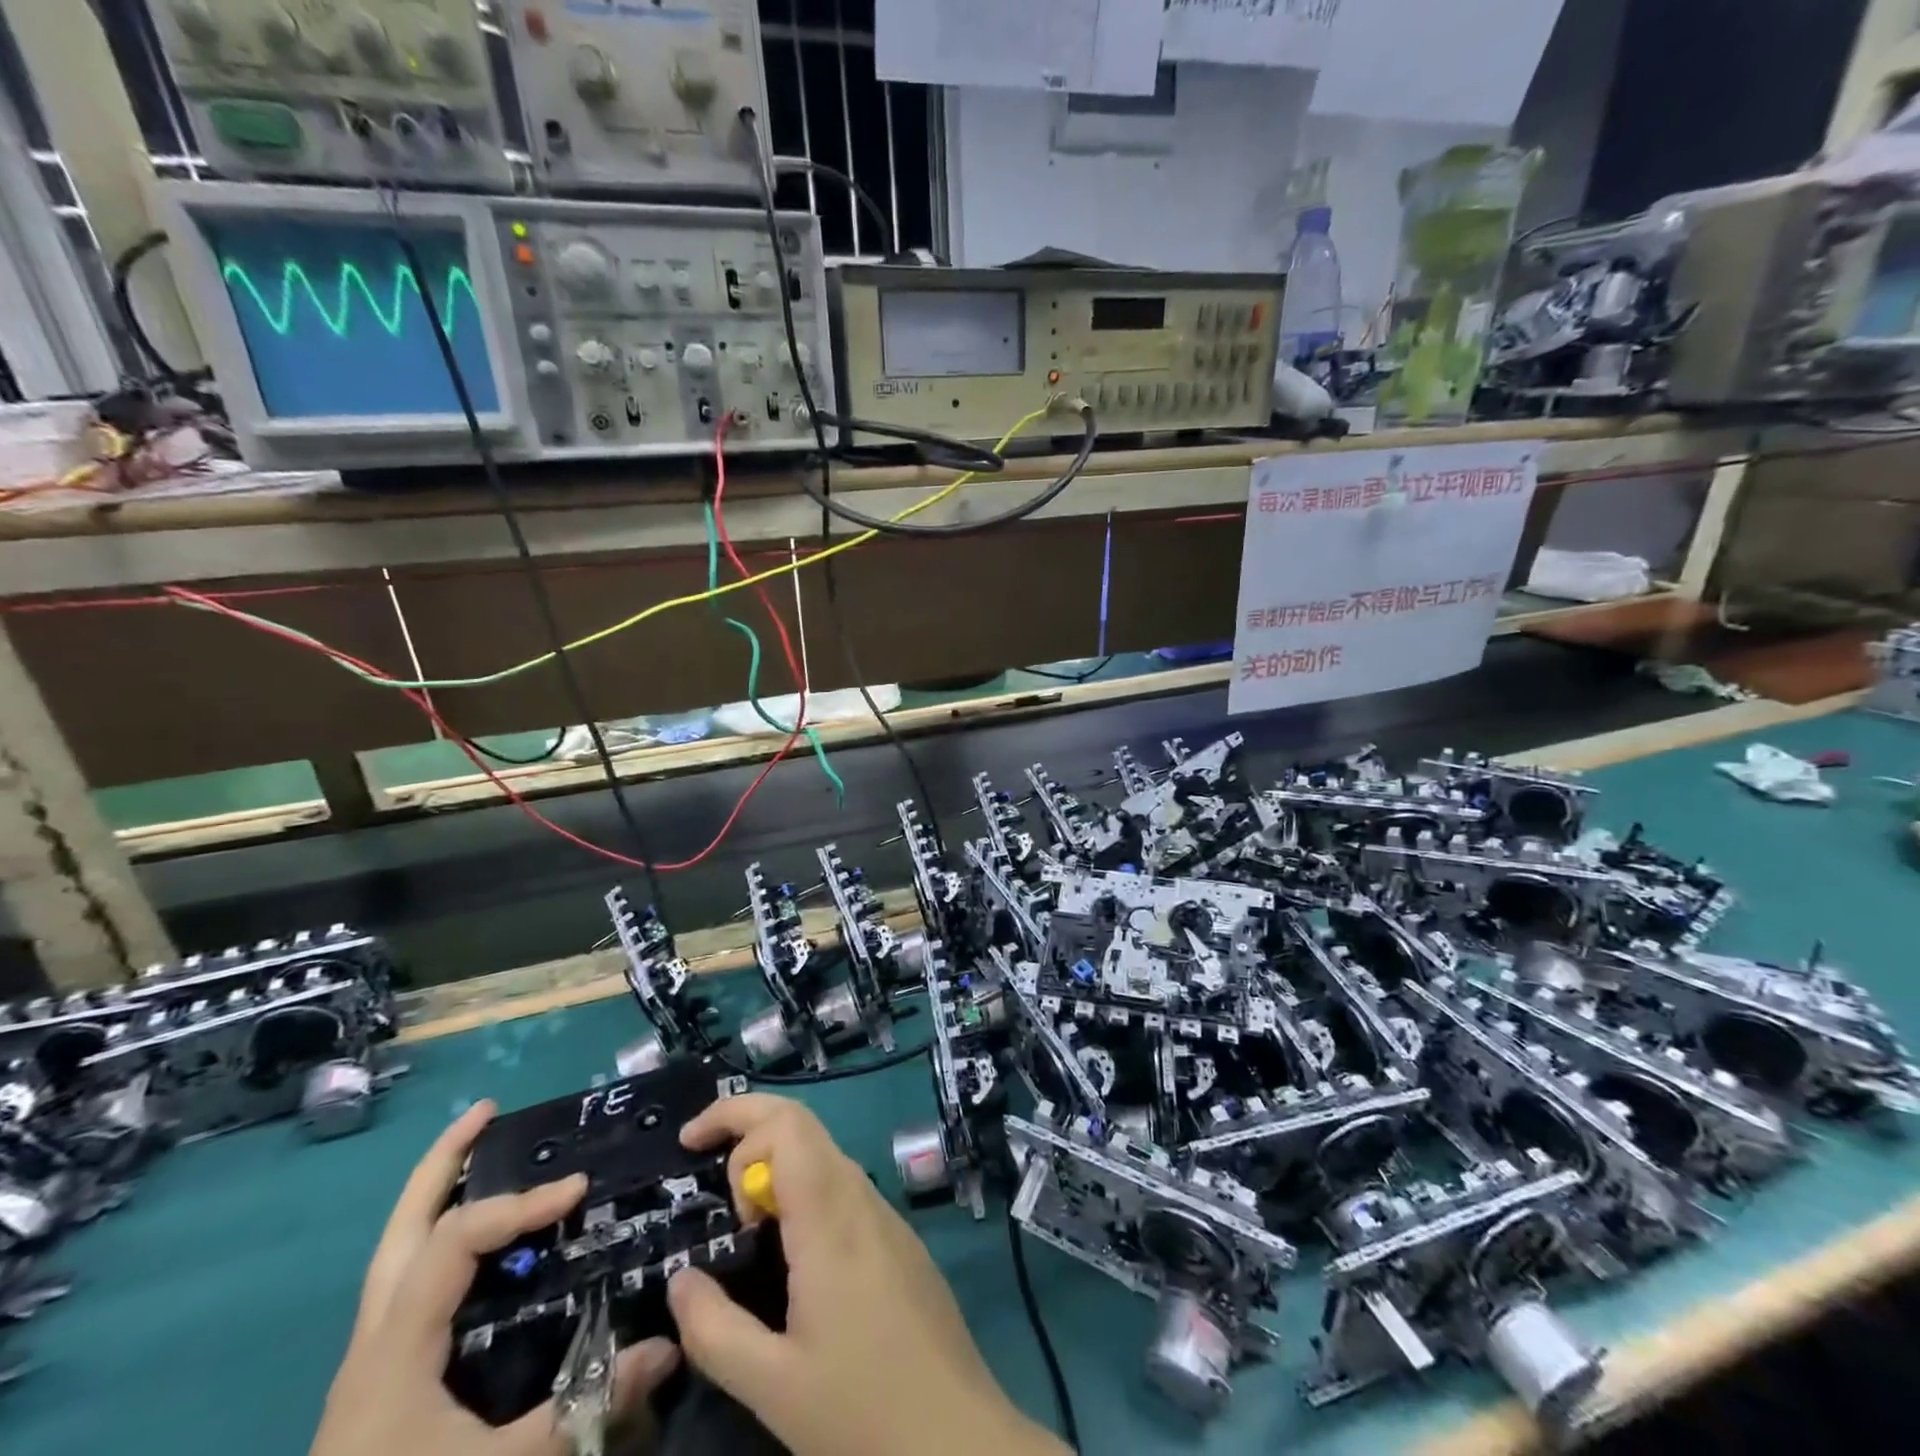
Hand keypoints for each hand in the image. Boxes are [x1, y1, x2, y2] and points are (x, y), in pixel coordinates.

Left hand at [311, 1101, 679, 1455]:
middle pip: (400, 1229)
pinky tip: (476, 1245)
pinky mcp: (379, 1379)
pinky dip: (439, 1239)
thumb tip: (669, 1346)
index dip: (519, 1204)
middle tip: (488, 1112)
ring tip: (478, 1151)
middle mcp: (374, 1341)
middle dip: (441, 1163)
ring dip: (435, 1195)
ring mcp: (370, 1360)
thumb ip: (586, 1406)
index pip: (457, 1240)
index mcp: (395, 1350)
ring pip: (395, 1253)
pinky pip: (408, 1281)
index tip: (577, 1190)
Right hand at [667, 1094, 1066, 1455]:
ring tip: (736, 1215)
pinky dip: (800, 1187)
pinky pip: (842, 1186)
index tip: (691, 1154)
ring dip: (774, 1161)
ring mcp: (885, 1214)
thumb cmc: (862, 1411)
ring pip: (823, 1154)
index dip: (735, 1118)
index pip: (786, 1124)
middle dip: (747, 1122)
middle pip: (803, 1124)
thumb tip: (679, 1279)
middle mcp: (860, 1197)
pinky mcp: (898, 1237)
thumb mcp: (772, 1386)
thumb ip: (714, 1330)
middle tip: (700, 1159)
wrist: (959, 1436)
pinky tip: (784, 1242)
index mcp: (829, 1218)